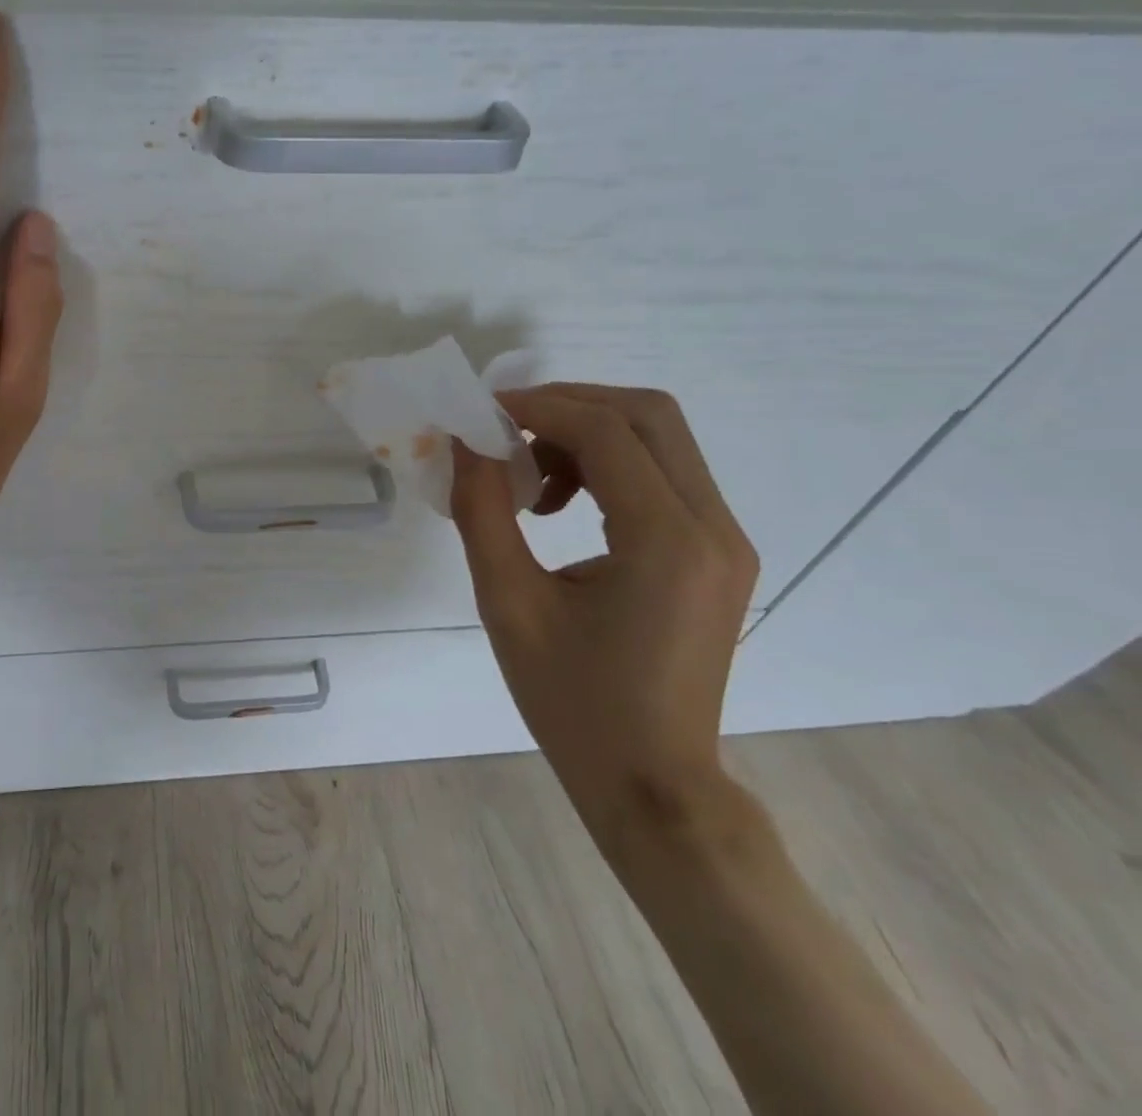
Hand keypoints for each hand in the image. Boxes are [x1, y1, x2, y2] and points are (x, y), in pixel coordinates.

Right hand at [450, 385, 758, 854]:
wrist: (654, 785)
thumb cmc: (572, 703)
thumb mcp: (507, 603)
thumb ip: (482, 510)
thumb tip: (465, 441)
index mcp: (666, 542)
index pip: (606, 431)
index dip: (537, 406)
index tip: (480, 413)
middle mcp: (713, 528)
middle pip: (650, 415)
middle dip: (569, 404)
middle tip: (506, 428)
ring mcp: (725, 541)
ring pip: (660, 440)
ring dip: (588, 434)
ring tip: (531, 480)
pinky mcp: (718, 555)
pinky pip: (665, 476)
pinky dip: (609, 466)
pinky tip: (564, 506)